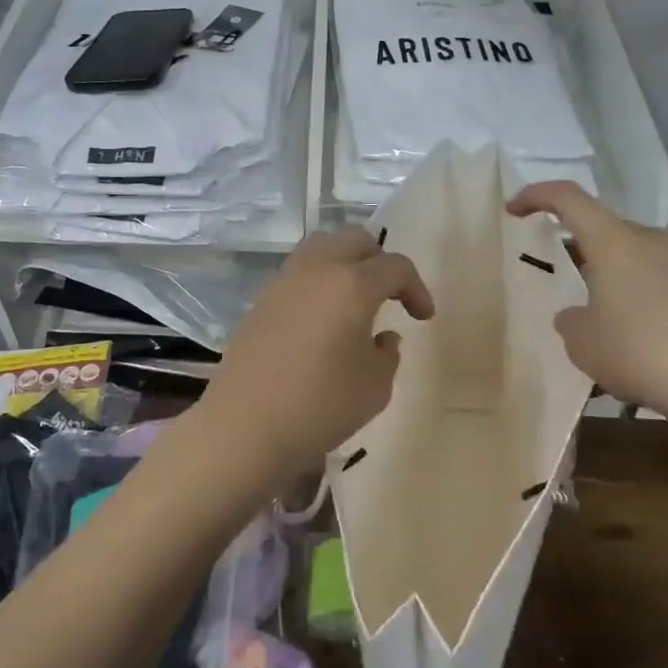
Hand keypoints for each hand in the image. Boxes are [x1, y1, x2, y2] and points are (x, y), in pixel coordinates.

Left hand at [196, 226, 434, 482]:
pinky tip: (322, 318)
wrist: (244, 427)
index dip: (416, 288)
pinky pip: (298, 273)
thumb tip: (382, 338)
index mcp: (352, 285)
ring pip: (321, 248)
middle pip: (355, 240)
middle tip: (390, 294)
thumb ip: (387, 355)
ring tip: (354, 300)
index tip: (423, 317)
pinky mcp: (260, 301)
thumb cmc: (320, 406)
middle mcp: (317, 270)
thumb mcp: (375, 387)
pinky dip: (318, 281)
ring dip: (345, 264)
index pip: (395, 266)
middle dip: (380, 260)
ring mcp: (283, 282)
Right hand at [508, 182, 667, 420]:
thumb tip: (578, 315)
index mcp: (616, 241)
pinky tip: (634, 349)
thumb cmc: (641, 350)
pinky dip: (638, 305)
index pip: (569, 199)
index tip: (514, 211)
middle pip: (606, 233)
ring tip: (597, 330)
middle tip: (561, 284)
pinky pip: (660, 287)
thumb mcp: (583, 343)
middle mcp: (653, 241)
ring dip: (611, 284)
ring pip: (634, 263)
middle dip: (580, 253)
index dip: (536, 197)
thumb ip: (571, 322)